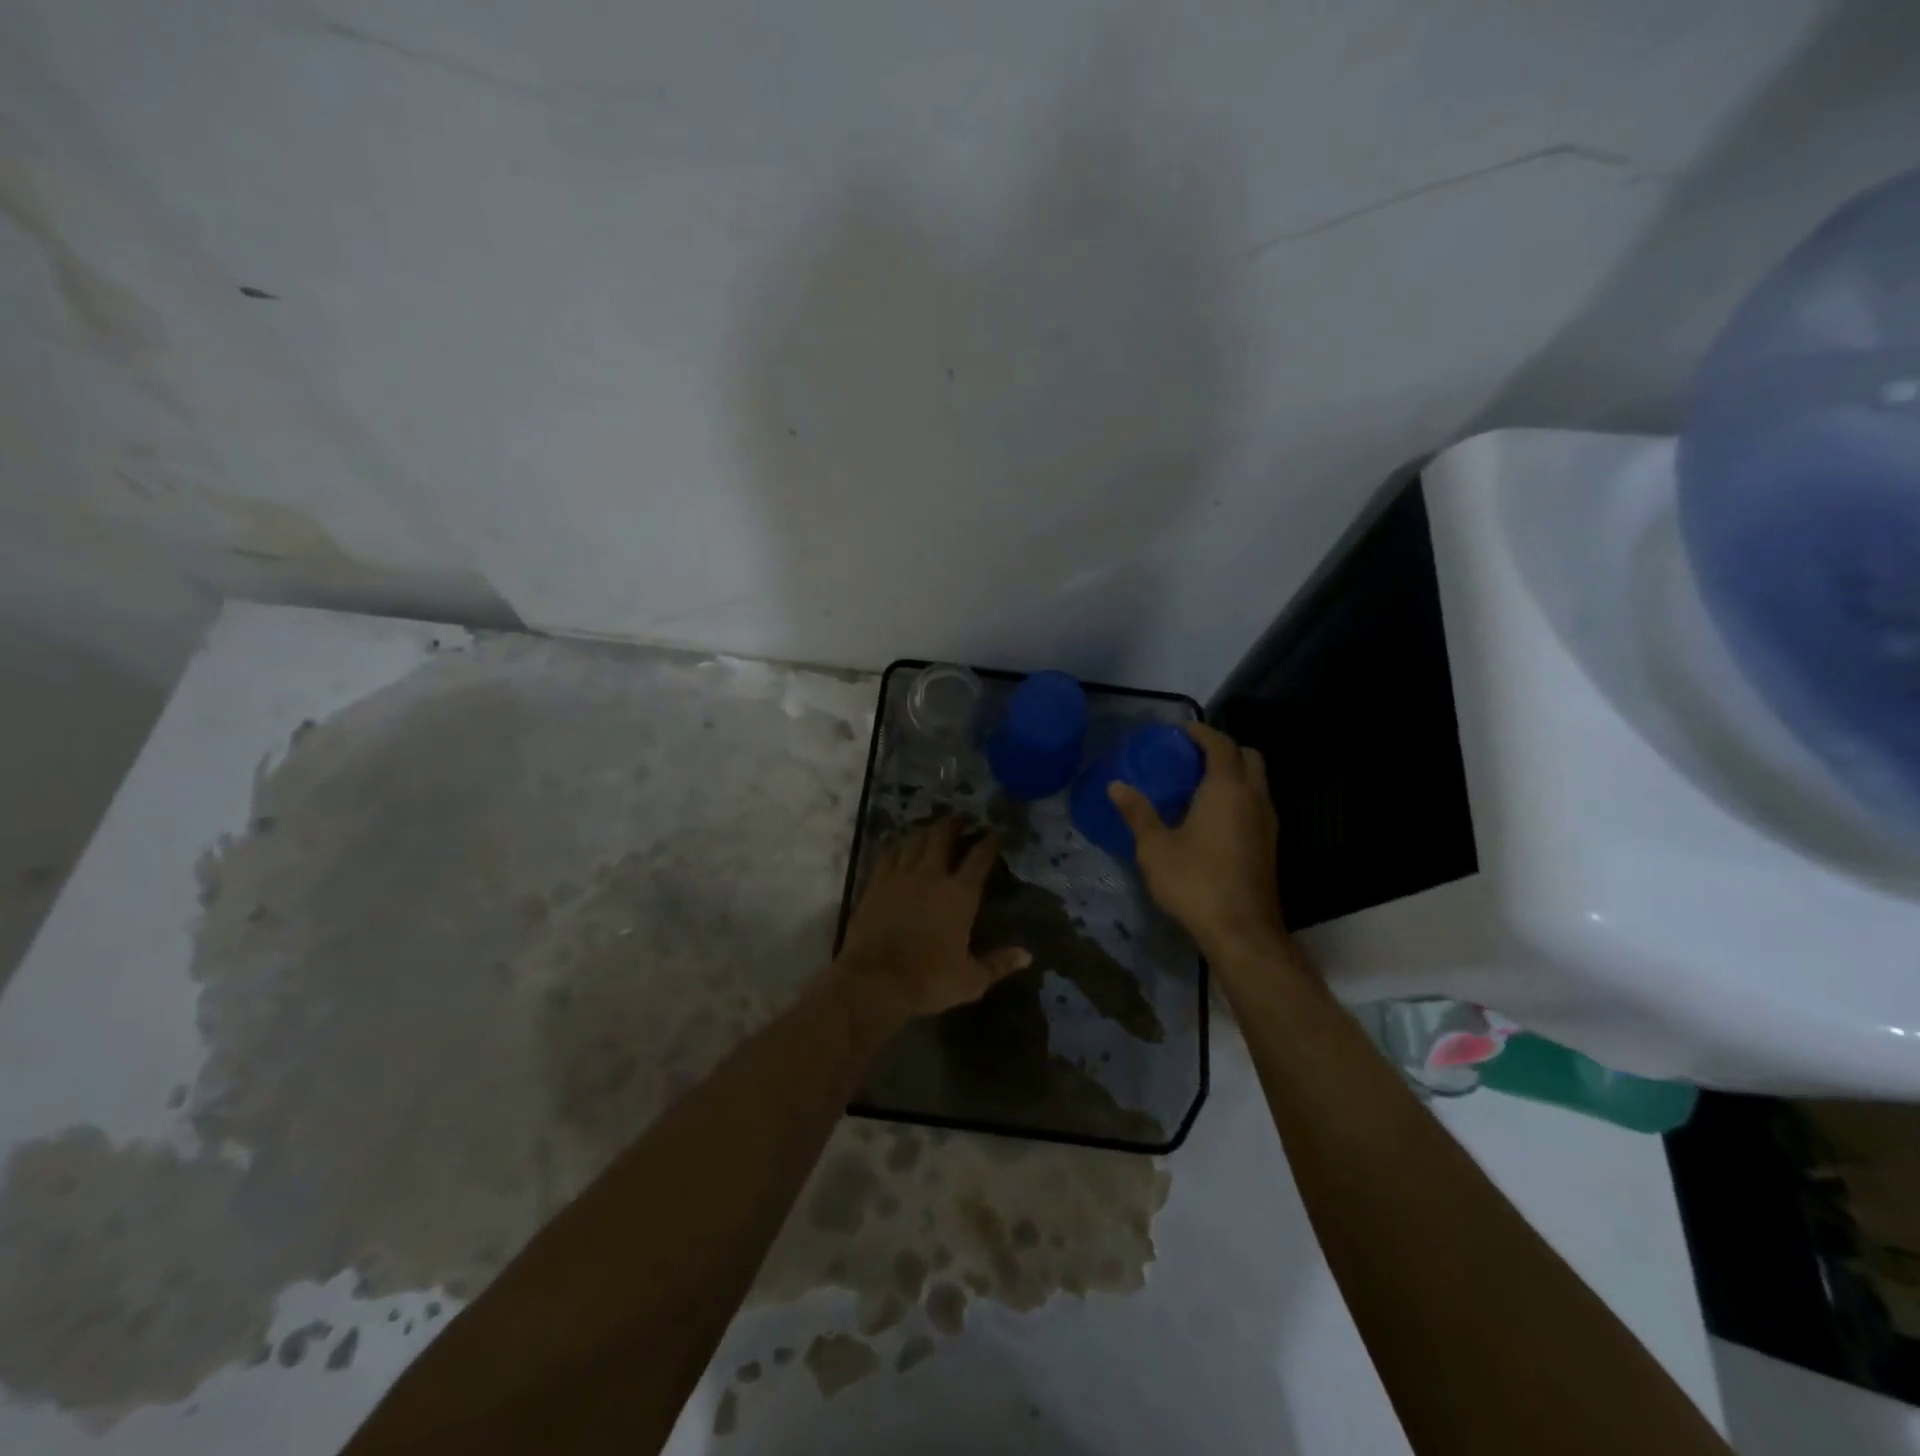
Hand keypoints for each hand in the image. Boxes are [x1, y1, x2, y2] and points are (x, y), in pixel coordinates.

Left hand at [833, 818, 1031, 1038]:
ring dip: (926, 831)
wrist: (873, 981)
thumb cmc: (928, 980)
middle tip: (961, 819)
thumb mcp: (971, 980)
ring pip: (914, 841)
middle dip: (954, 824)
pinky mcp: (875, 885)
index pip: (979, 858)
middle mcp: (931, 876)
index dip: (989, 842)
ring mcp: (899, 877)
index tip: (996, 832)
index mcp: (959, 895)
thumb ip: (999, 964)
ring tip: (932, 829)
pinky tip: (900, 845)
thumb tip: (1027, 955)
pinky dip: (898, 845)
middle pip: (942, 837)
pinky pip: (888, 854)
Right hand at [1108, 723, 1285, 961]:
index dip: (1201, 732)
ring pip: (1257, 782)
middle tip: (1192, 756)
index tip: (1181, 730)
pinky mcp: (1270, 845)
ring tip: (1198, 784)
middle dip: (1224, 749)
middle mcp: (1254, 798)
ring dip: (1234, 774)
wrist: (1242, 932)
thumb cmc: (1195, 882)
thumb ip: (1137, 813)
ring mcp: (1268, 823)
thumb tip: (1116, 785)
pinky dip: (1239, 796)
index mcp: (1227, 790)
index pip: (1220, 745)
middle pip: (1249, 757)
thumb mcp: (1155, 848)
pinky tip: (1211, 817)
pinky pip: (1256, 804)